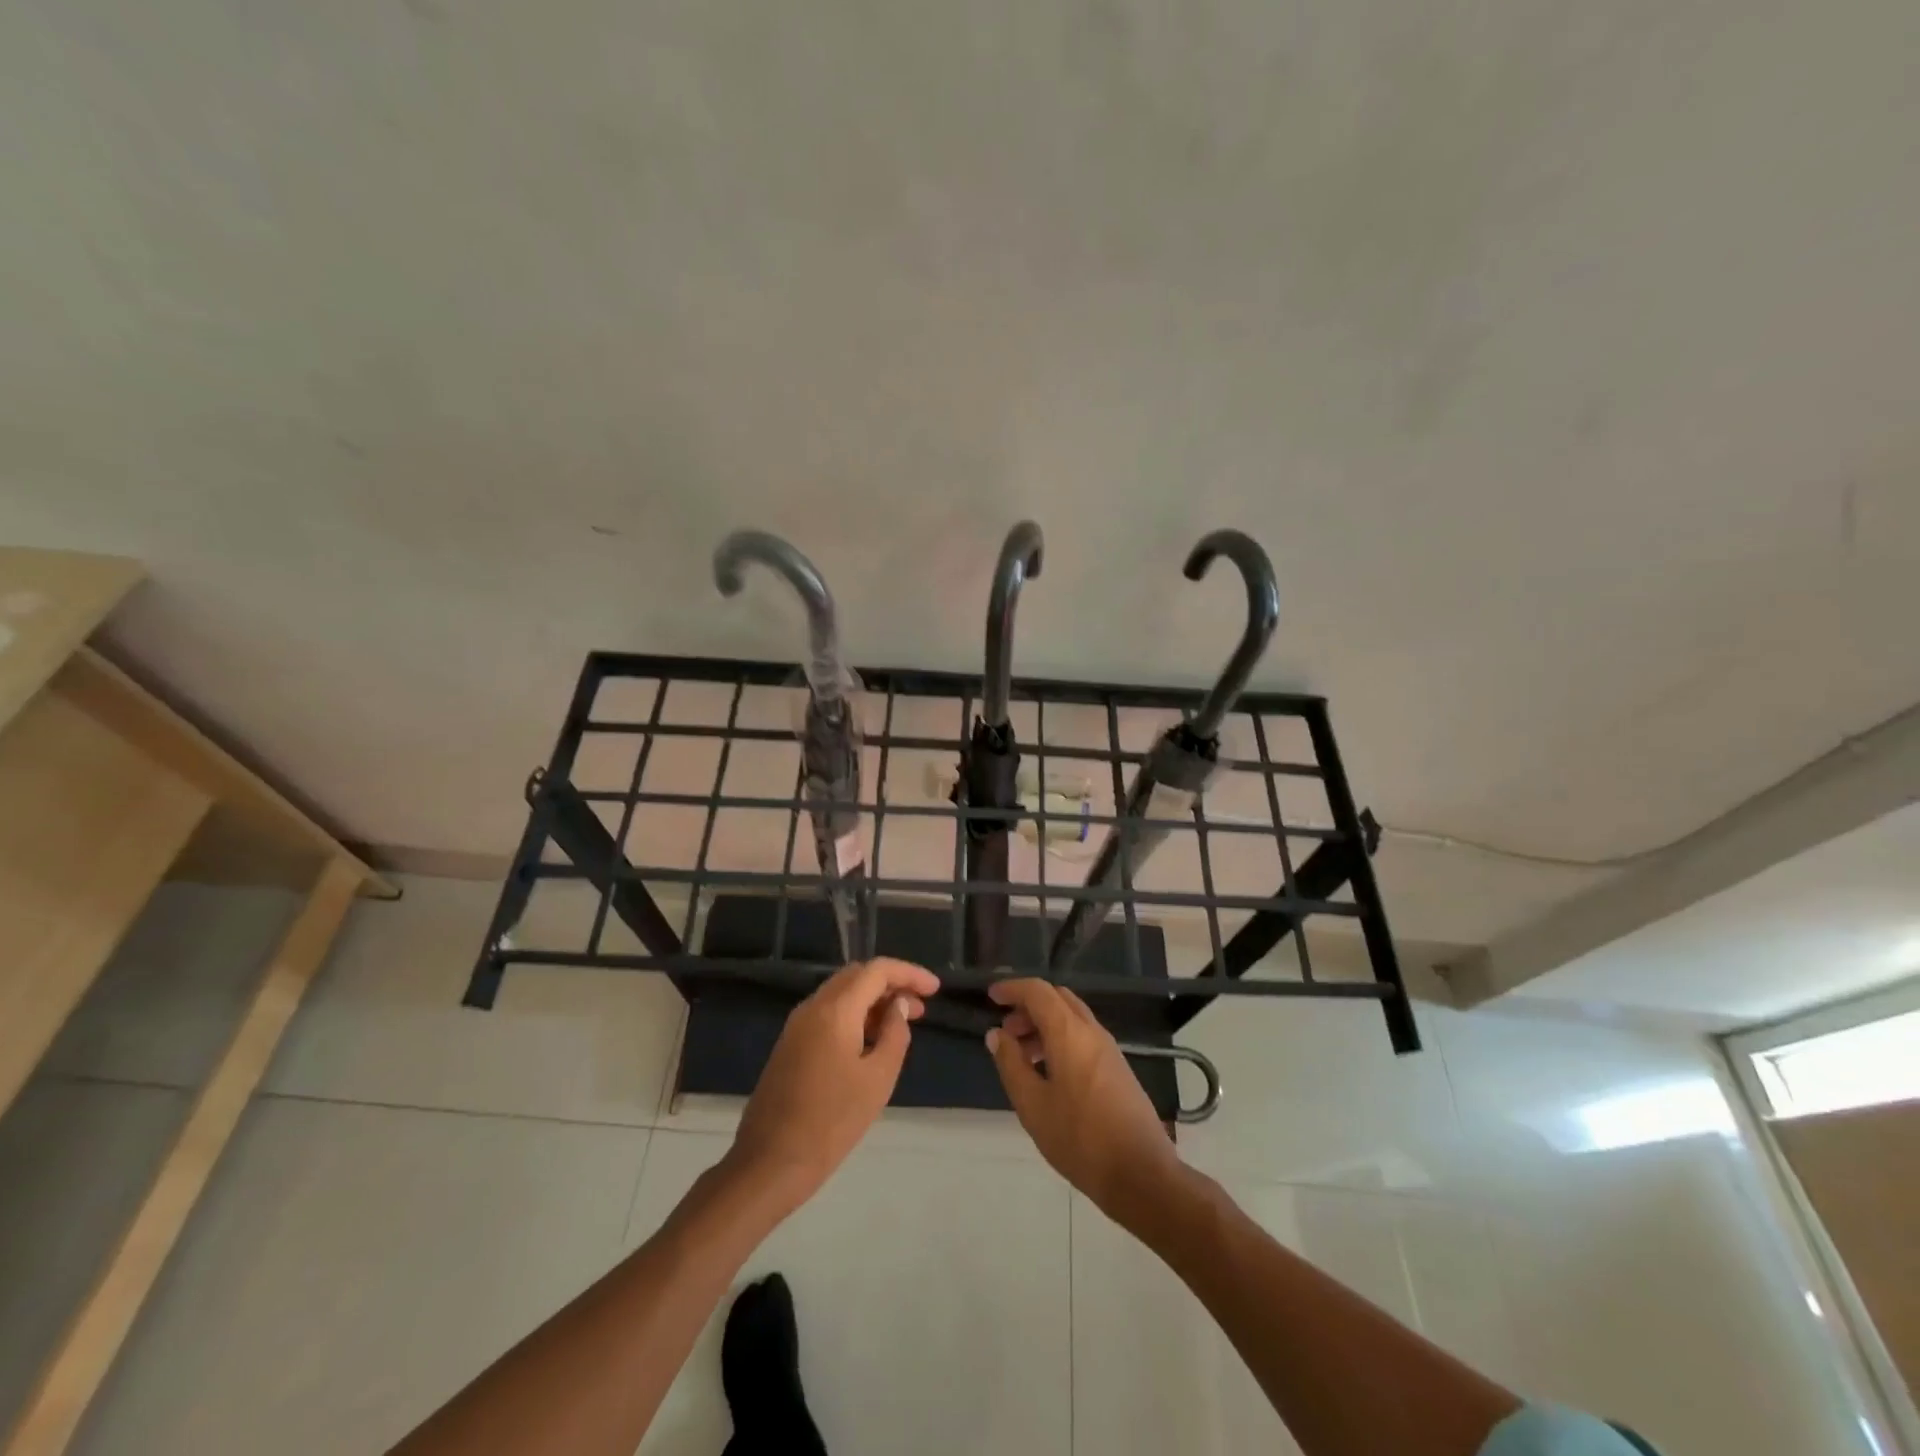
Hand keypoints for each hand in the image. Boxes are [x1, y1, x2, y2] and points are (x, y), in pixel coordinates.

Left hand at [728, 958, 940, 1213]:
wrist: (770, 1163)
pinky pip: (828, 1014)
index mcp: (835, 1010)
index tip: (935, 989)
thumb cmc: (831, 1122)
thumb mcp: (878, 1079)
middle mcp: (813, 1007)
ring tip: (901, 1024)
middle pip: (857, 976)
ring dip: (873, 1000)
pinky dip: (855, 1015)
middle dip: (891, 984)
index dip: (909, 973)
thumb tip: (898, 1007)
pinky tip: (871, 1041)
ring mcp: (797, 1025)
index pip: (877, 970)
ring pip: (841, 994)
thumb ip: (895, 1035)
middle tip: (920, 1007)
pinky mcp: (790, 1044)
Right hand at [986, 979, 1183, 1218]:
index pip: (1038, 991)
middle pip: (1057, 998)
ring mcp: (1109, 1049)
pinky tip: (1048, 1073)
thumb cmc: (1079, 1138)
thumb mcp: (1033, 1105)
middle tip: (1006, 1031)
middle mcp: (1092, 1031)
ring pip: (1071, 1017)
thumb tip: (996, 1034)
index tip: (991, 997)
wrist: (1141, 1174)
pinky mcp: (1117, 1068)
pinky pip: (1083, 1036)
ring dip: (1044, 1024)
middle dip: (1028, 1006)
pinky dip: (1060, 1039)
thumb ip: (1011, 1064)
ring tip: (1022, 1056)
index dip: (1012, 989)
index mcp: (1069, 1032)